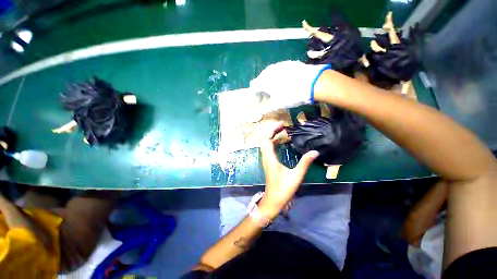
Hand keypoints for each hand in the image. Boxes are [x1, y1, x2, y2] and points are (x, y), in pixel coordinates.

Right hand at [249, 61, 330, 112]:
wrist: (313, 82)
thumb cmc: (291, 95)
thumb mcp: (278, 105)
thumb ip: (267, 106)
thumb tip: (262, 109)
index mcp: (264, 81)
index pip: (253, 85)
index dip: (254, 93)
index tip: (259, 100)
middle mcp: (269, 71)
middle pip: (261, 78)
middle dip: (262, 87)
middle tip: (266, 95)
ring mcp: (280, 65)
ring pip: (270, 73)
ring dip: (270, 81)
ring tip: (276, 89)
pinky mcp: (289, 63)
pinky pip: (279, 70)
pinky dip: (278, 76)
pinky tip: (285, 81)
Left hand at [258, 122, 318, 217]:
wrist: (273, 200)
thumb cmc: (283, 189)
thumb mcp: (296, 176)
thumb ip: (305, 163)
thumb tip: (315, 151)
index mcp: (270, 159)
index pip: (267, 140)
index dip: (273, 130)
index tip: (282, 125)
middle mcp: (266, 158)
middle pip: (265, 140)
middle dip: (273, 131)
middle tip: (283, 127)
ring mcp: (266, 161)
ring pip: (266, 145)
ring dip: (273, 137)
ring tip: (283, 133)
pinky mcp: (268, 164)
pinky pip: (269, 150)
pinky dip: (273, 143)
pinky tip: (281, 144)